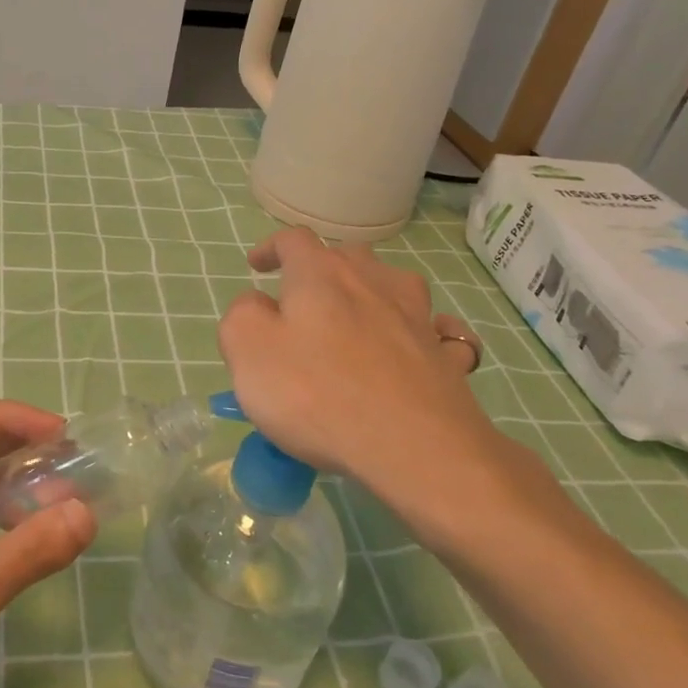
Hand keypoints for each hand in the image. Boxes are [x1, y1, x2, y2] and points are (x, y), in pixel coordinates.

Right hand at [218, 228, 564, 551]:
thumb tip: (259, 304)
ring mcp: (416, 316)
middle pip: (346, 257)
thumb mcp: (248, 350)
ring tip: (356, 318)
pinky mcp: (445, 356)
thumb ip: (242, 315)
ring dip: (371, 292)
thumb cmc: (317, 394)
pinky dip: (421, 330)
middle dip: (321, 270)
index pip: (293, 240)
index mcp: (320, 274)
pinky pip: (434, 329)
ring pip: (393, 284)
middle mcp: (372, 281)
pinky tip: (414, 347)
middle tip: (303, 302)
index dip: (271, 248)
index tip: (256, 267)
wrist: (414, 448)